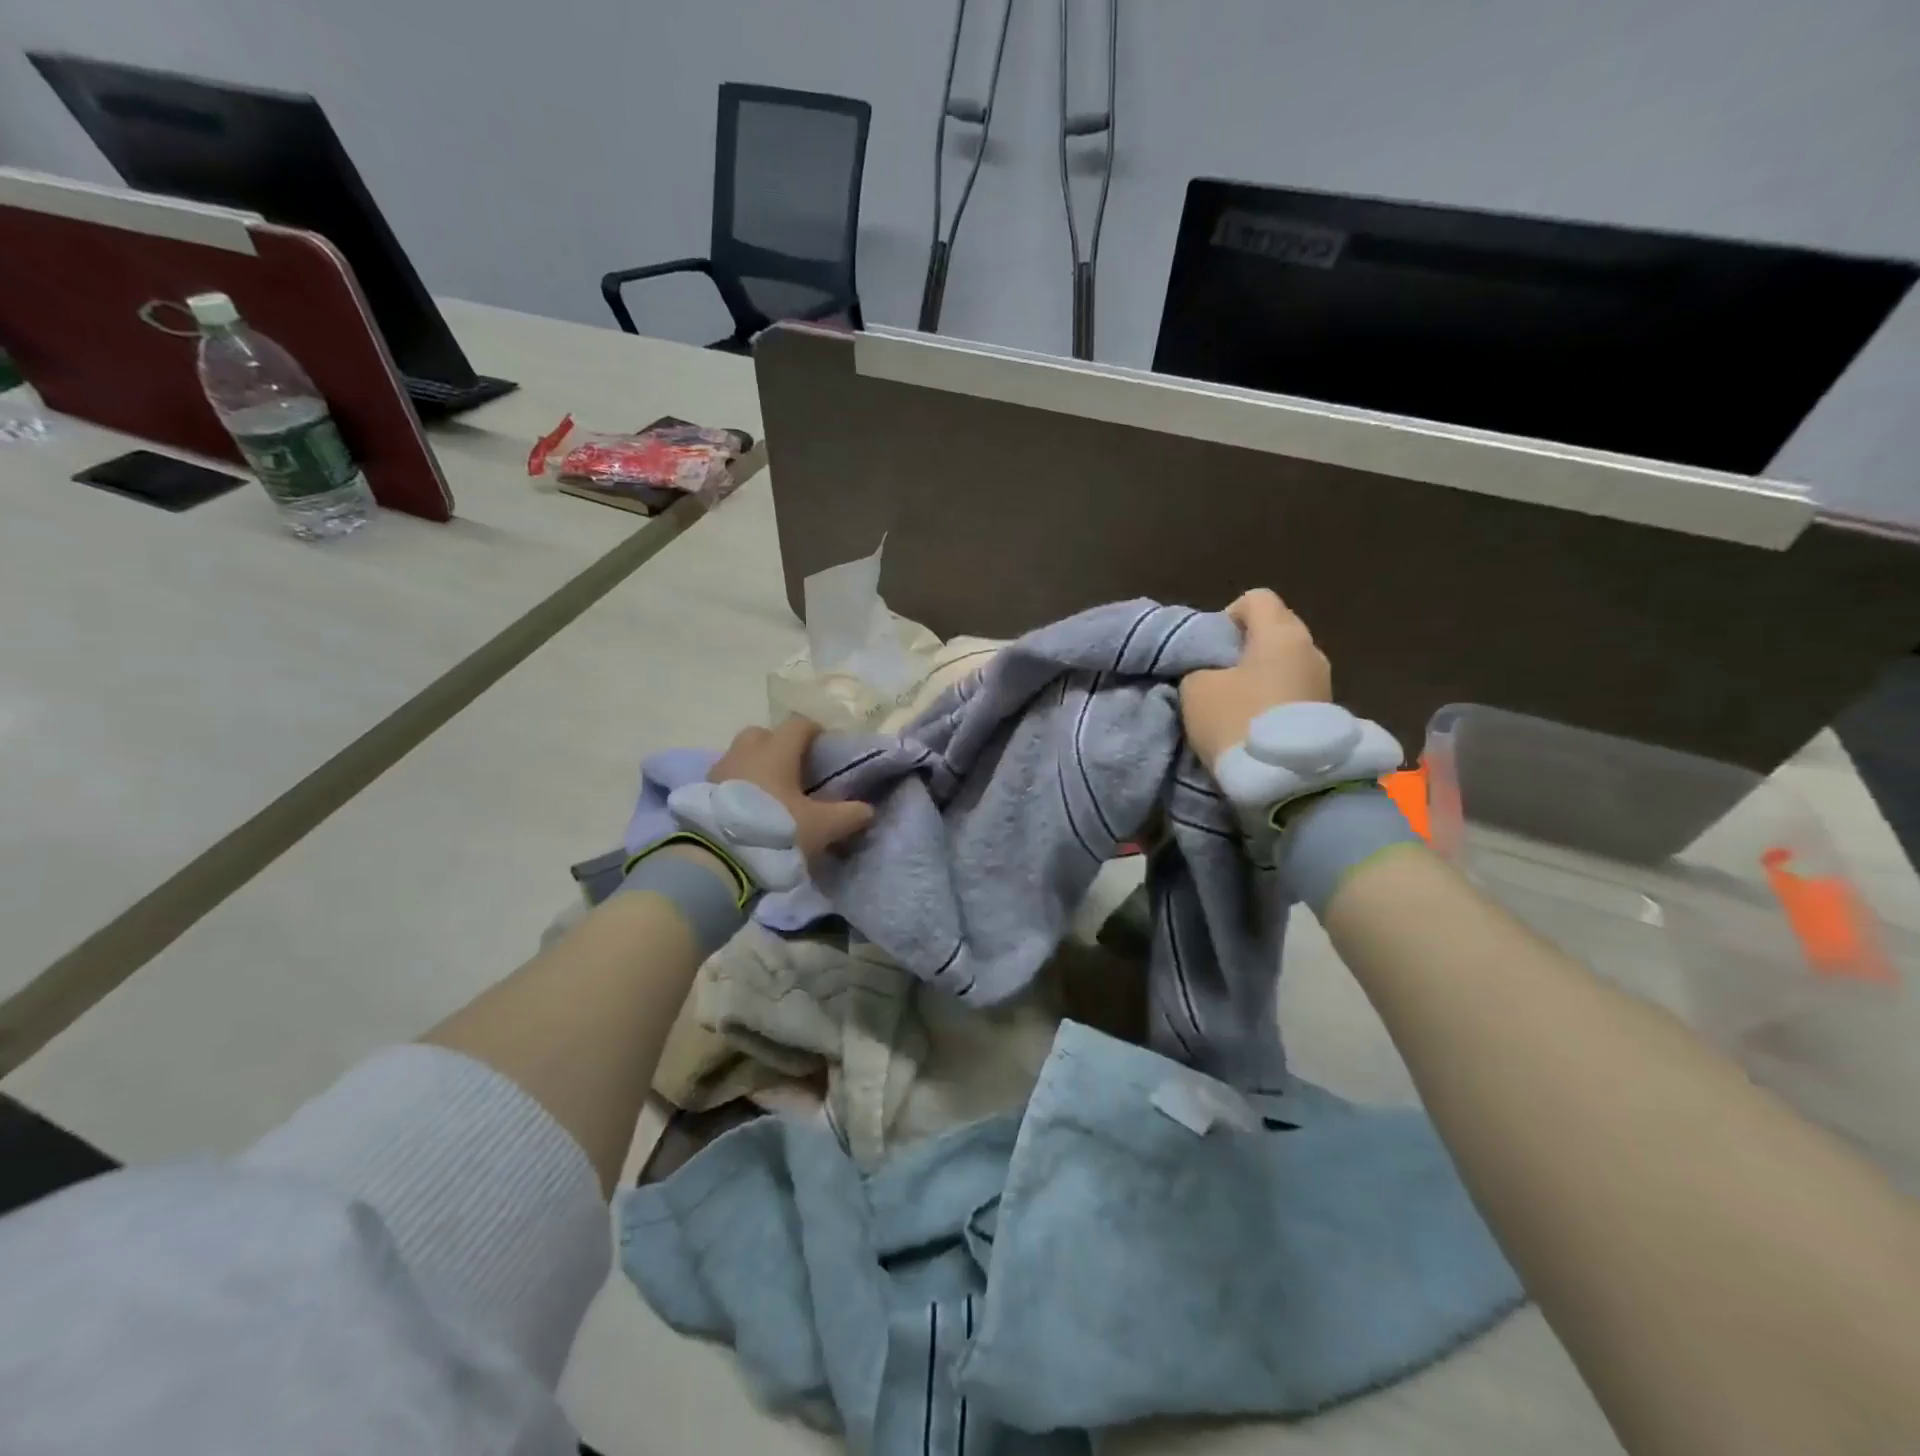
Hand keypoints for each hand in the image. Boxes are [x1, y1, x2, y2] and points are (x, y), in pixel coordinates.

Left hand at [709, 716, 874, 858]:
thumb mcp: (821, 827)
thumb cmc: (775, 830)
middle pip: (763, 734)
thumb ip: (848, 815)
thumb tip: (868, 809)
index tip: (824, 747)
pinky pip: (725, 777)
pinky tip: (748, 809)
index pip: (798, 724)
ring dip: (755, 766)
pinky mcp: (701, 791)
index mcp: (777, 751)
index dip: (814, 731)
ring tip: (770, 793)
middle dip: (778, 745)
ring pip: (741, 755)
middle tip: (793, 770)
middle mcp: (746, 751)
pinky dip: (738, 785)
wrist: (717, 858)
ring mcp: (719, 769)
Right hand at [1180, 589, 1330, 768]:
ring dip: (1262, 674)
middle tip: (1219, 673)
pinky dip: (1275, 697)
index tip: (1210, 647)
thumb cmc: (1238, 721)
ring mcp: (1324, 681)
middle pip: (1275, 628)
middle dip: (1246, 645)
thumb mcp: (1196, 689)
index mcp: (1280, 632)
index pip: (1255, 598)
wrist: (1287, 781)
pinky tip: (1256, 721)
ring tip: (1237, 702)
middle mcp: (1310, 648)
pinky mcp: (1328, 711)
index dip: (1226, 616)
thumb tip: (1211, 668)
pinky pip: (1294, 689)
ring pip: (1286, 661)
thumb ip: (1200, 666)